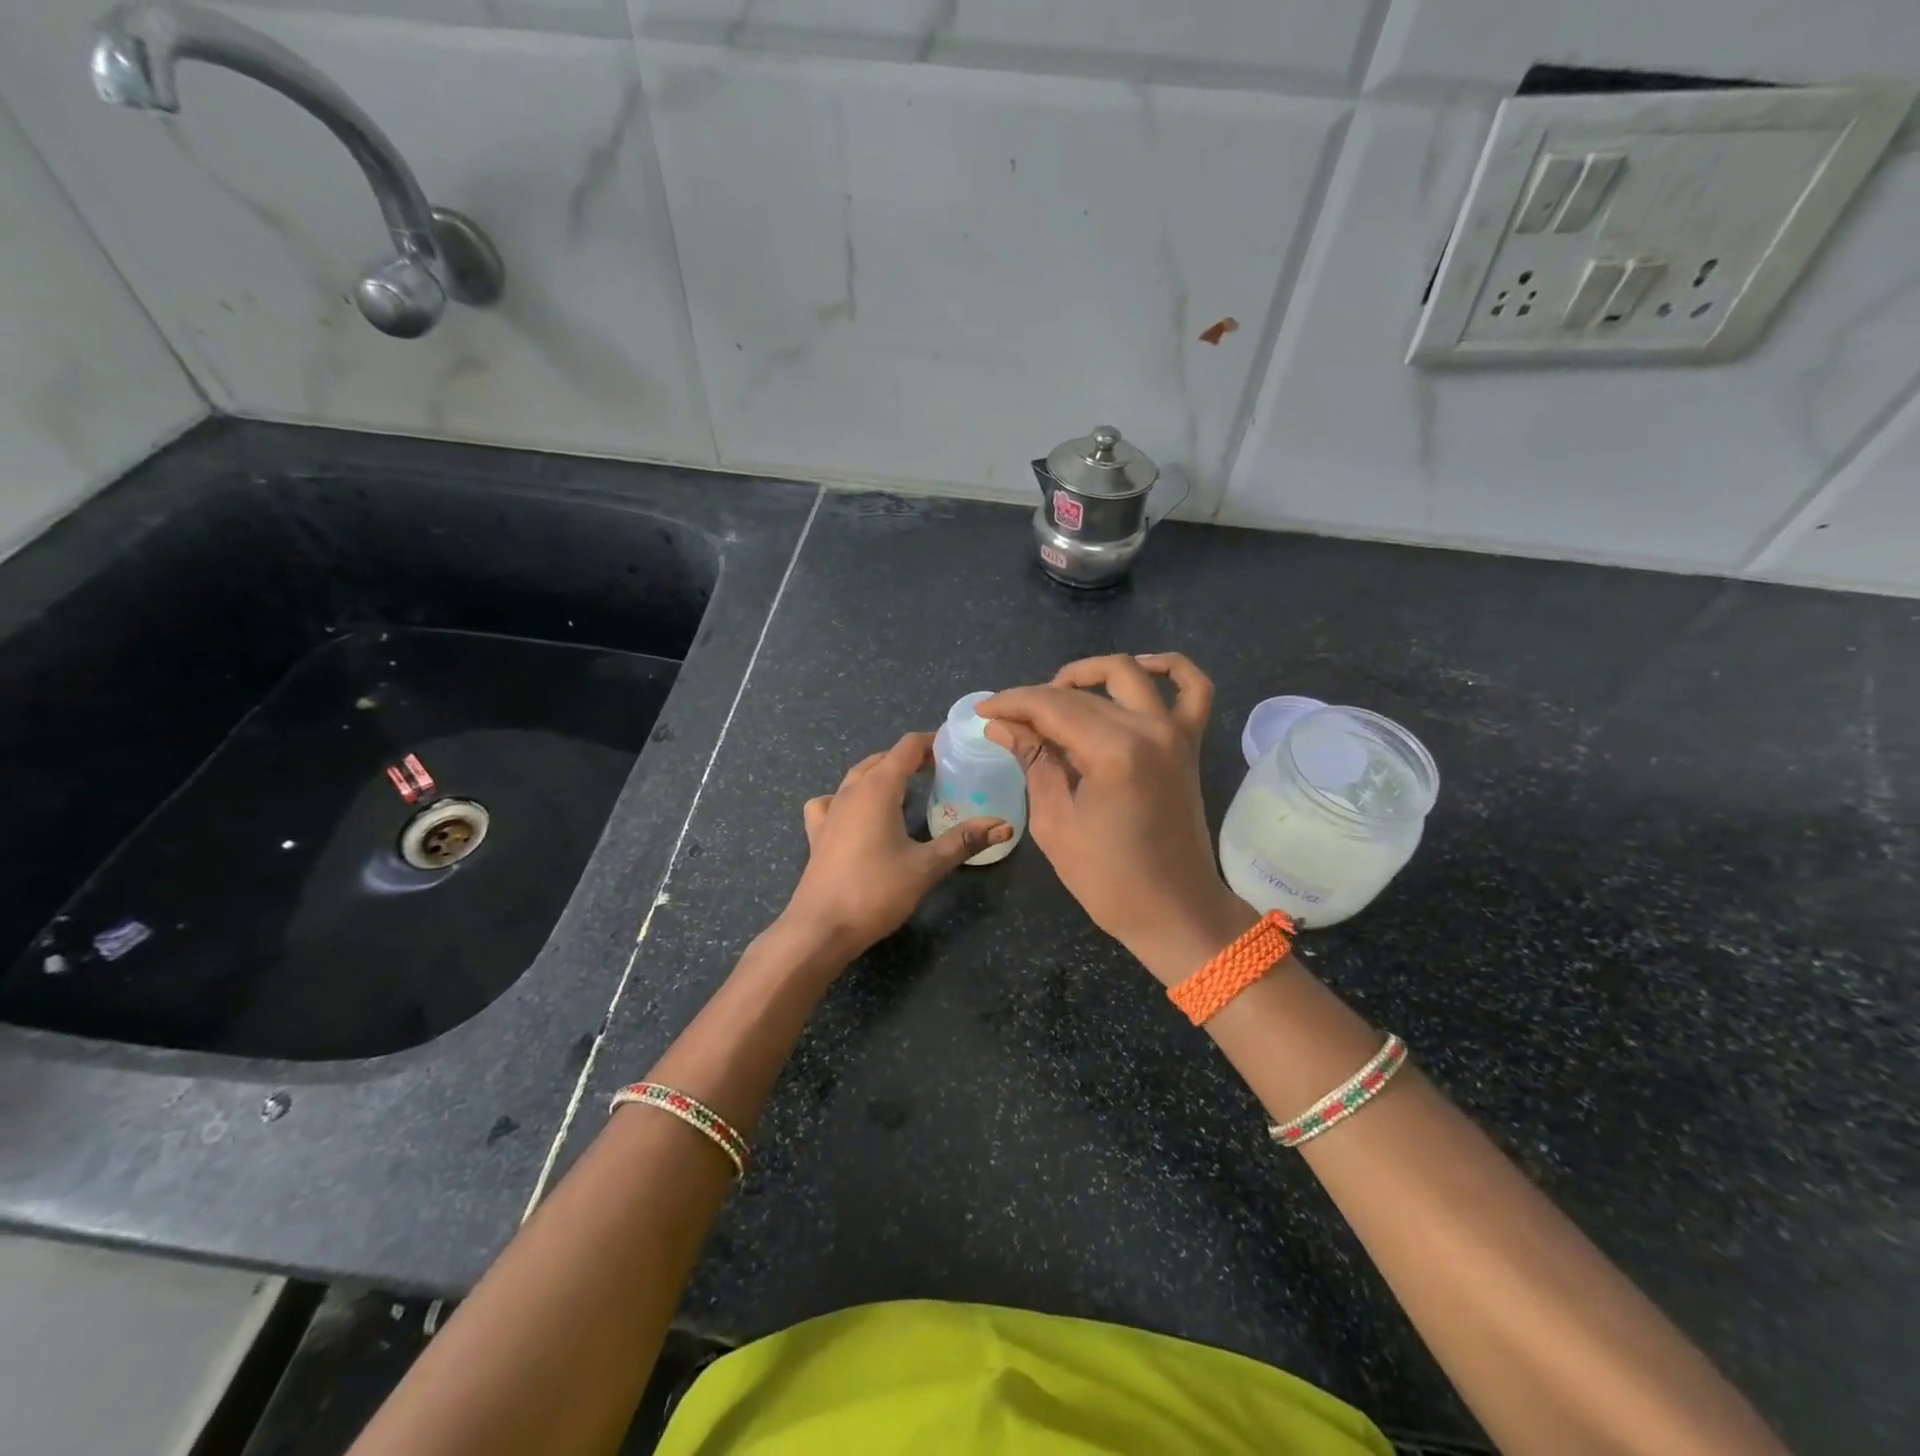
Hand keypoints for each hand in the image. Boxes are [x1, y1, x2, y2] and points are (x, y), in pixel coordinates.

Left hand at [780, 732, 1010, 960]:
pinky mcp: (818, 833)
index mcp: (878, 788)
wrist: (820, 928)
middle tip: (940, 770)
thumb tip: (1004, 825)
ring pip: (857, 776)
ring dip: (882, 773)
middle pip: (882, 758)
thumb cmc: (876, 892)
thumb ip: (964, 841)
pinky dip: (849, 796)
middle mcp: (851, 791)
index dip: (931, 742)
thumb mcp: (926, 866)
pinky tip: (857, 813)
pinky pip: (833, 800)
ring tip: (906, 786)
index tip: (955, 746)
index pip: (906, 748)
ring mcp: (830, 811)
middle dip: (911, 758)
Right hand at [979, 654, 1255, 984]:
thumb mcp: (1056, 823)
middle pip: (1082, 693)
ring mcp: (1175, 732)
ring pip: (1128, 675)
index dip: (1011, 704)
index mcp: (1113, 752)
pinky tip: (1139, 669)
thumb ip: (1034, 762)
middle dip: (1036, 698)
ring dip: (1088, 674)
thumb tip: (1002, 726)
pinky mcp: (1190, 743)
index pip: (1051, 706)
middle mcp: (1149, 729)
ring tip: (1057, 694)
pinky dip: (1169, 668)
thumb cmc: (1109, 880)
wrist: (1174, 910)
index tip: (982, 711)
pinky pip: (1193, 689)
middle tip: (1008, 720)